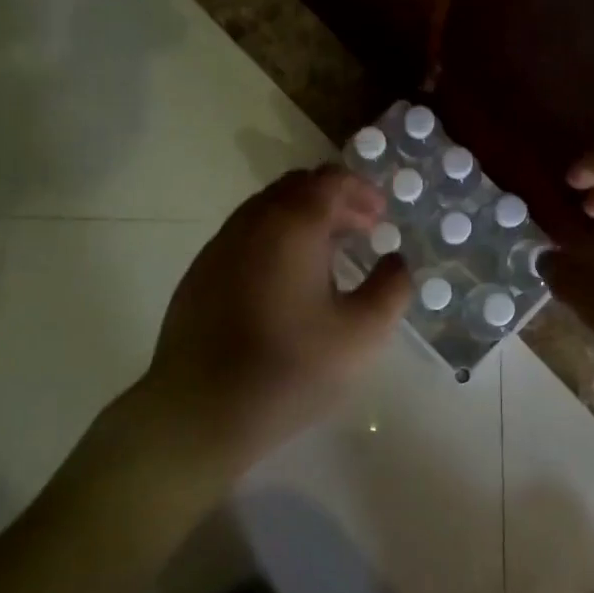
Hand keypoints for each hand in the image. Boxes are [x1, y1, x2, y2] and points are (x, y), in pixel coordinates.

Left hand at [140, 164, 411, 472]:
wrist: (198, 412)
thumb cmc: (289, 369)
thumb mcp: (362, 334)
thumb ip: (391, 289)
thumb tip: (395, 261)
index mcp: (293, 224)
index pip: (330, 180)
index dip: (361, 190)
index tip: (381, 217)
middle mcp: (252, 222)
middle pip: (297, 187)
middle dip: (335, 200)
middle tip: (362, 231)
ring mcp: (220, 245)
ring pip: (268, 209)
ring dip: (303, 219)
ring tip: (328, 256)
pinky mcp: (200, 273)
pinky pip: (245, 236)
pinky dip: (275, 239)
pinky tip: (286, 282)